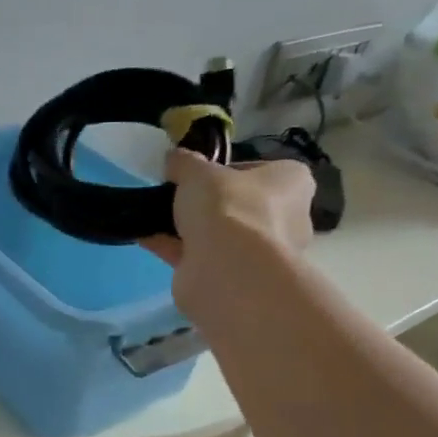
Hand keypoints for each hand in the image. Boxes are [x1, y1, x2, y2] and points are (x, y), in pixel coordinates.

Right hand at [144, 151, 313, 317]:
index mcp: (291, 183)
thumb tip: (174, 159)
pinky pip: (200, 256)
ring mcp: (261, 253)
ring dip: (186, 228)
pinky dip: (174, 248)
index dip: (225, 171)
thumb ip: (184, 162)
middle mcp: (286, 218)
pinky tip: (146, 237)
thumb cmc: (228, 205)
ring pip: (218, 234)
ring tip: (153, 217)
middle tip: (175, 197)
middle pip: (238, 205)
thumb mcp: (198, 171)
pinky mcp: (235, 277)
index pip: (259, 171)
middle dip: (205, 205)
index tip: (198, 175)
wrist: (226, 268)